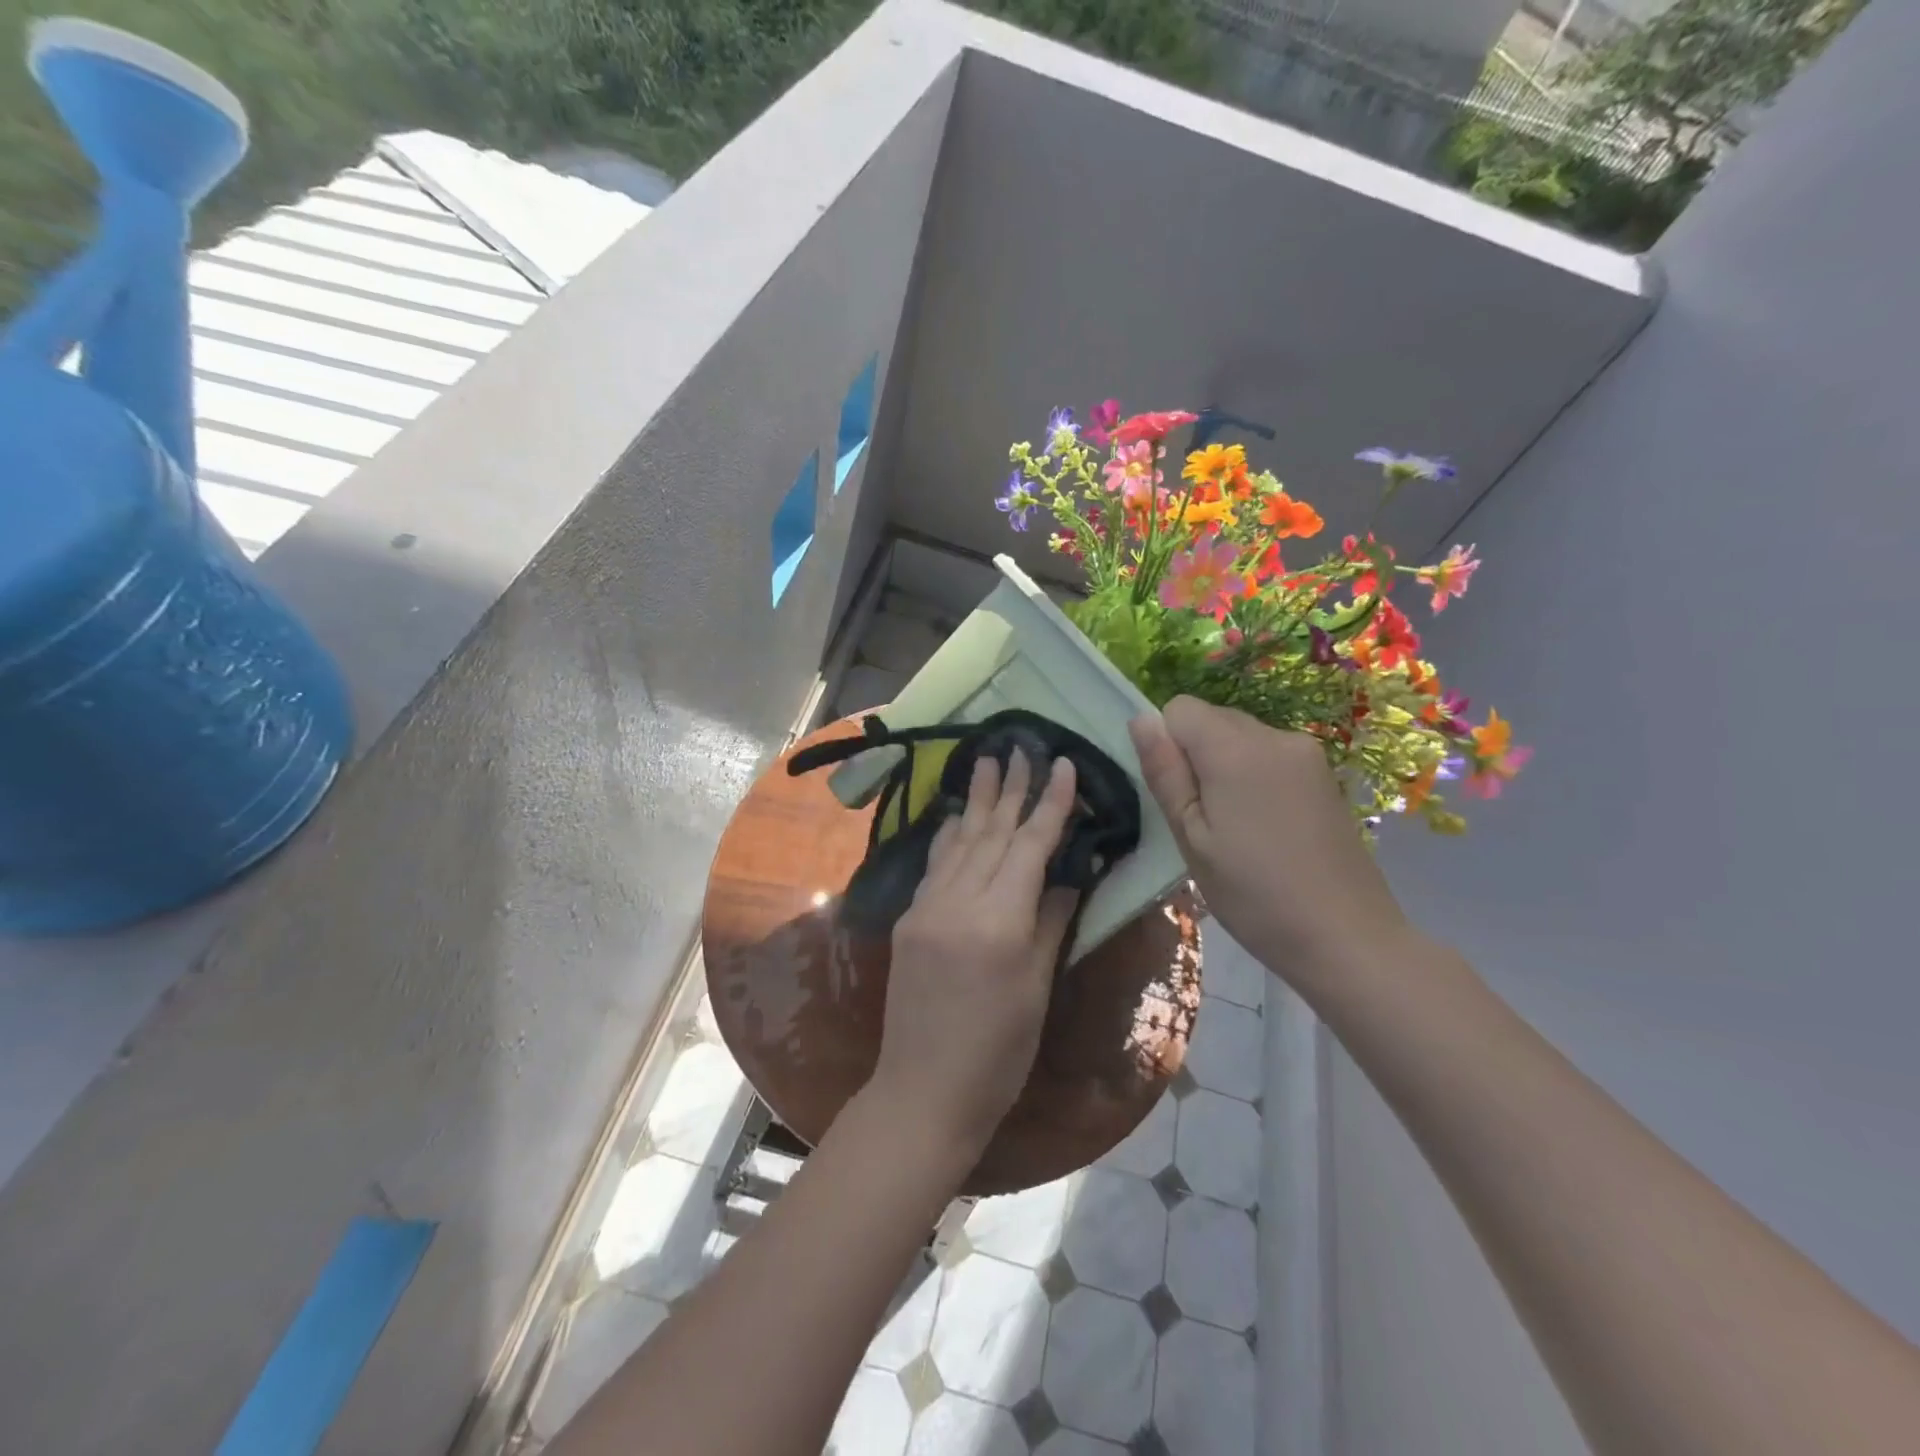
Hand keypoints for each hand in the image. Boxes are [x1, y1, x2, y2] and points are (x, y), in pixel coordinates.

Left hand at [869, 750, 1080, 1164]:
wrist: (924, 1090)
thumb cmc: (998, 1053)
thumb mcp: (1037, 987)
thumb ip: (1051, 921)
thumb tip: (1069, 872)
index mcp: (1000, 922)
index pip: (1030, 847)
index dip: (1050, 804)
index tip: (1063, 764)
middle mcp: (959, 903)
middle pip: (991, 833)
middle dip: (1010, 788)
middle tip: (1021, 745)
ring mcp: (927, 908)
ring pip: (959, 841)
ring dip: (976, 800)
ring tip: (987, 759)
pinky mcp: (909, 918)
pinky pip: (934, 864)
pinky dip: (949, 834)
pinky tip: (955, 813)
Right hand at [1128, 696, 1416, 993]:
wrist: (1347, 937)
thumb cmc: (1253, 894)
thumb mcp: (1192, 838)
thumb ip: (1165, 773)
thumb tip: (1140, 719)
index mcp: (1236, 748)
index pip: (1179, 708)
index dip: (1167, 746)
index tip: (1180, 797)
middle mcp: (1275, 735)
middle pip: (1212, 718)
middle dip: (1195, 756)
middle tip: (1204, 820)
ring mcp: (1306, 753)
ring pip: (1240, 737)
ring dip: (1225, 767)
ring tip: (1236, 829)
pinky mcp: (1324, 774)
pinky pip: (1269, 755)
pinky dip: (1254, 777)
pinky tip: (1266, 828)